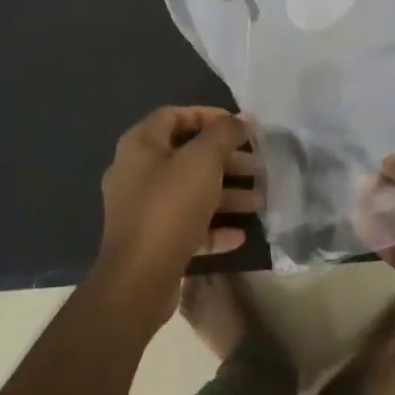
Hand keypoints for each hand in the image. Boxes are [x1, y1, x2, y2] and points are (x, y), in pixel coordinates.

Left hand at [97, 108, 258, 307]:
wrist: (139, 279)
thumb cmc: (170, 206)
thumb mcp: (203, 161)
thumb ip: (224, 134)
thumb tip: (241, 119)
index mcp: (140, 145)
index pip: (174, 115)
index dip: (209, 116)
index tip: (241, 127)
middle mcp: (136, 172)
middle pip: (187, 155)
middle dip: (226, 159)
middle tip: (257, 165)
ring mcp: (142, 209)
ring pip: (190, 192)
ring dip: (226, 194)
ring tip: (259, 201)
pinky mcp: (151, 240)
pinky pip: (186, 225)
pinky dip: (213, 226)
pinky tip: (240, 234)